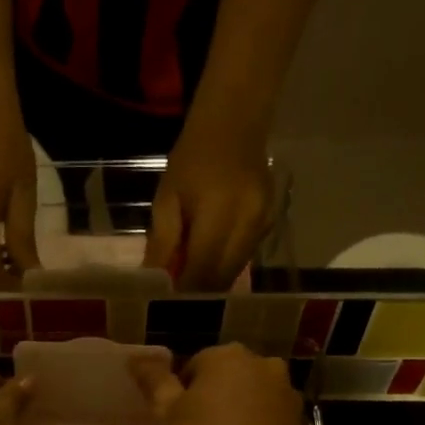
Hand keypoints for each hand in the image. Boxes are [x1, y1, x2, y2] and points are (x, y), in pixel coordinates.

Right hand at [132, 345, 306, 424]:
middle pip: (225, 377)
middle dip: (211, 398)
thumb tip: (136, 358)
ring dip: (236, 411)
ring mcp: (286, 391)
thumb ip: (154, 381)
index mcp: (226, 356)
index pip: (194, 366)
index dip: (181, 395)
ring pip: (249, 396)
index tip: (177, 423)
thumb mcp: (166, 415)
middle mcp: (262, 363)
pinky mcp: (299, 420)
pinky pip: (267, 416)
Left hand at [144, 112, 273, 289]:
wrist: (235, 122)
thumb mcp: (167, 198)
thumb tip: (154, 281)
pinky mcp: (271, 222)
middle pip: (221, 278)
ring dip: (212, 281)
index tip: (165, 302)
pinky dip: (225, 264)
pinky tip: (209, 257)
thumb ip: (163, 242)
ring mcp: (263, 224)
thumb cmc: (192, 158)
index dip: (183, 293)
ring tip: (189, 277)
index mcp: (220, 214)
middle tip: (175, 294)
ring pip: (235, 272)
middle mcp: (248, 224)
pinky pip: (245, 257)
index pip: (201, 272)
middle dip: (198, 292)